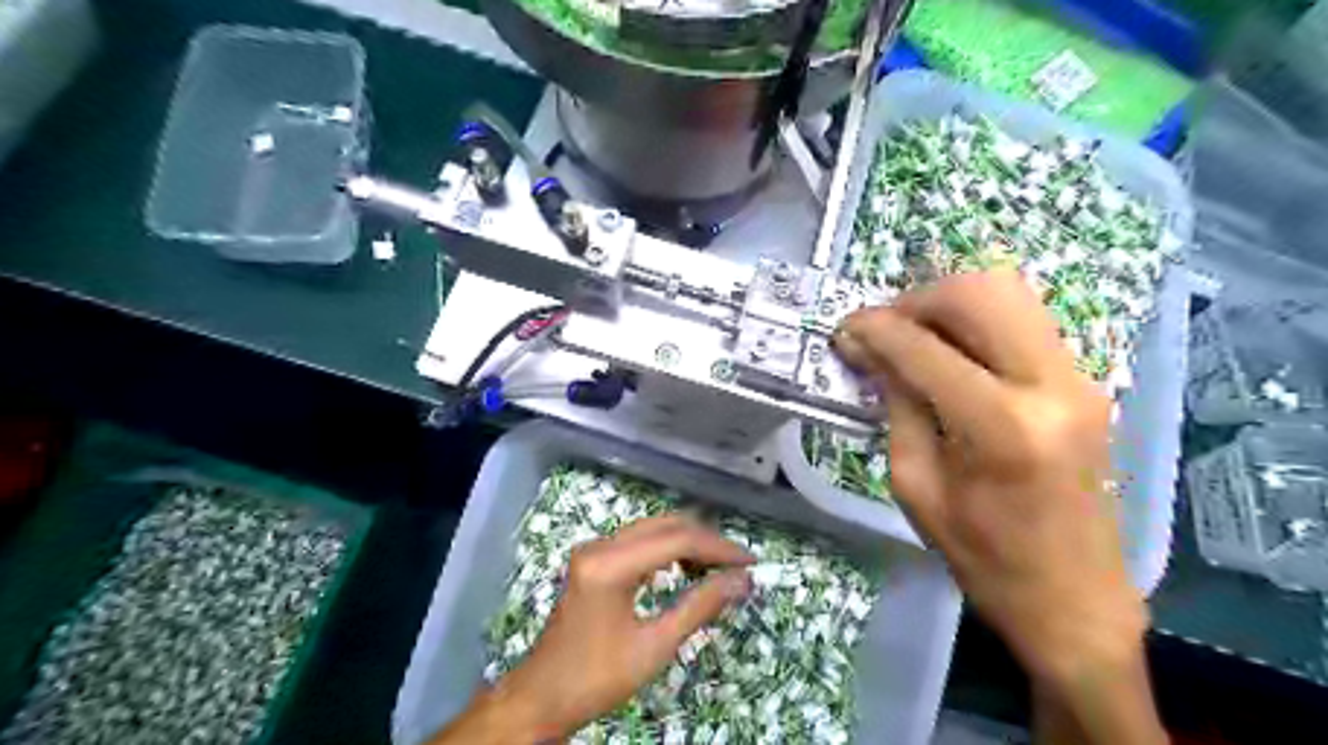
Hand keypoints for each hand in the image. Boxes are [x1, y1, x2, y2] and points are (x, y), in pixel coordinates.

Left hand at [432, 516, 751, 742]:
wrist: (542, 697)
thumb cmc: (598, 678)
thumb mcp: (655, 647)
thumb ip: (700, 607)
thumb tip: (742, 581)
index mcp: (610, 564)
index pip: (677, 540)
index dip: (718, 548)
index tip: (750, 561)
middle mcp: (600, 545)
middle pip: (665, 525)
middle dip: (705, 540)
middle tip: (738, 563)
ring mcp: (594, 550)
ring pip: (652, 529)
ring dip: (687, 542)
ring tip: (719, 566)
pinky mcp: (593, 559)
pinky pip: (638, 541)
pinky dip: (667, 549)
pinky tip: (686, 567)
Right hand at [832, 270, 1146, 688]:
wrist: (1074, 597)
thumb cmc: (982, 556)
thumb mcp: (915, 485)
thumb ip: (897, 406)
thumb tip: (873, 351)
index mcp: (1003, 428)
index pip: (925, 349)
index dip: (875, 329)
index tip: (844, 329)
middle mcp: (1052, 386)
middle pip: (980, 293)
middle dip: (918, 300)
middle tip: (884, 329)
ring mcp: (1078, 379)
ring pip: (1010, 292)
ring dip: (949, 303)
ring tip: (914, 336)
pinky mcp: (1084, 381)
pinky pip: (1023, 320)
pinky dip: (976, 320)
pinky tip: (949, 352)